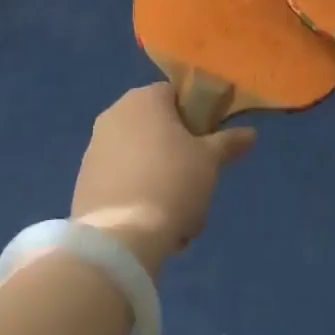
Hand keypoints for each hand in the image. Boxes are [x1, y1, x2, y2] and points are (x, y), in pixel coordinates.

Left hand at [72, 82, 254, 276]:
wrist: (119, 237)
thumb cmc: (172, 182)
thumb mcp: (210, 161)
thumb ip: (228, 142)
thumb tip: (250, 133)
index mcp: (144, 99)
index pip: (175, 96)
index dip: (195, 120)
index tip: (206, 148)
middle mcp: (115, 114)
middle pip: (156, 129)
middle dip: (176, 156)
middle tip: (194, 185)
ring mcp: (95, 147)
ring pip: (140, 159)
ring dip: (159, 181)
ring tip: (176, 218)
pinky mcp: (84, 181)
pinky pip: (121, 181)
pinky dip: (136, 197)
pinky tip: (150, 227)